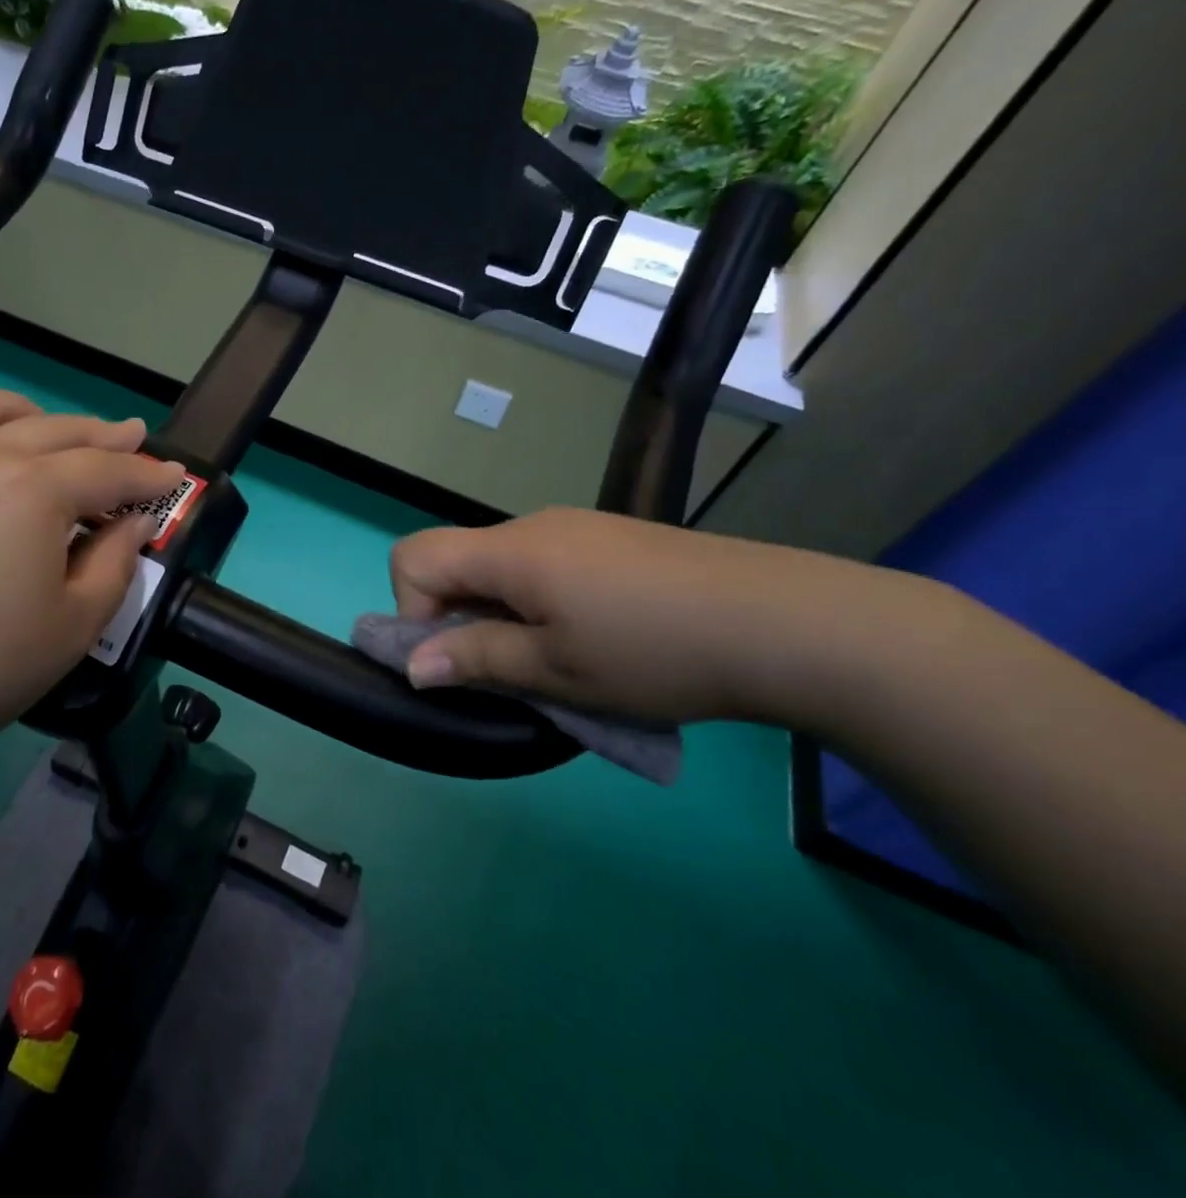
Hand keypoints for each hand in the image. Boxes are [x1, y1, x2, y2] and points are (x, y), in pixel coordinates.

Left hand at [0, 389, 183, 772]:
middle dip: (105, 435)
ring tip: (59, 435)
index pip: (108, 469)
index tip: (176, 476)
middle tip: (135, 440)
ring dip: (39, 416)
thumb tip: (131, 521)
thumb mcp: (75, 625)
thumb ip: (116, 562)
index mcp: (34, 488)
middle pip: (58, 430)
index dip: (149, 475)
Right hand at [389, 507, 935, 724]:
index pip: (413, 557)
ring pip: (503, 567)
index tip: (458, 657)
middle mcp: (533, 526)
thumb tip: (413, 663)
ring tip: (562, 661)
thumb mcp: (557, 671)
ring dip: (505, 614)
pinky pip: (546, 565)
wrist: (786, 622)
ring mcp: (577, 528)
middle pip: (458, 561)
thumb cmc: (655, 651)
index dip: (411, 611)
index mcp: (510, 551)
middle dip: (462, 619)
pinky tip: (599, 637)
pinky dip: (542, 602)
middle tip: (513, 671)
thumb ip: (477, 659)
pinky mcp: (612, 539)